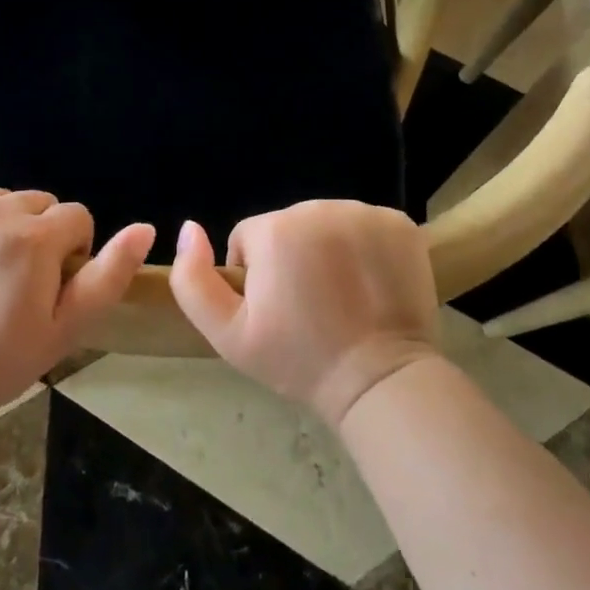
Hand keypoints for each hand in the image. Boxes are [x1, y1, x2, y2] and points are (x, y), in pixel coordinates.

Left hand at [0, 186, 154, 429]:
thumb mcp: (65, 329)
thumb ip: (109, 276)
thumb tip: (145, 228)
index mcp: (34, 238)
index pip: (76, 217)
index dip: (72, 253)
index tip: (49, 287)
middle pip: (38, 202)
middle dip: (38, 234)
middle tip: (16, 281)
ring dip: (1, 224)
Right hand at [170, 201, 440, 428]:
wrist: (379, 381)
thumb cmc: (299, 360)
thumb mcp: (227, 334)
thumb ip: (193, 280)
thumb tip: (189, 228)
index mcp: (274, 229)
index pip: (250, 238)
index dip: (255, 275)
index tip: (276, 310)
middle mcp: (318, 208)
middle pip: (289, 225)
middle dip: (292, 258)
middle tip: (309, 305)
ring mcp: (364, 213)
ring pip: (328, 223)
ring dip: (329, 249)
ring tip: (341, 295)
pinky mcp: (400, 223)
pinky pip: (367, 225)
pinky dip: (366, 246)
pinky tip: (370, 282)